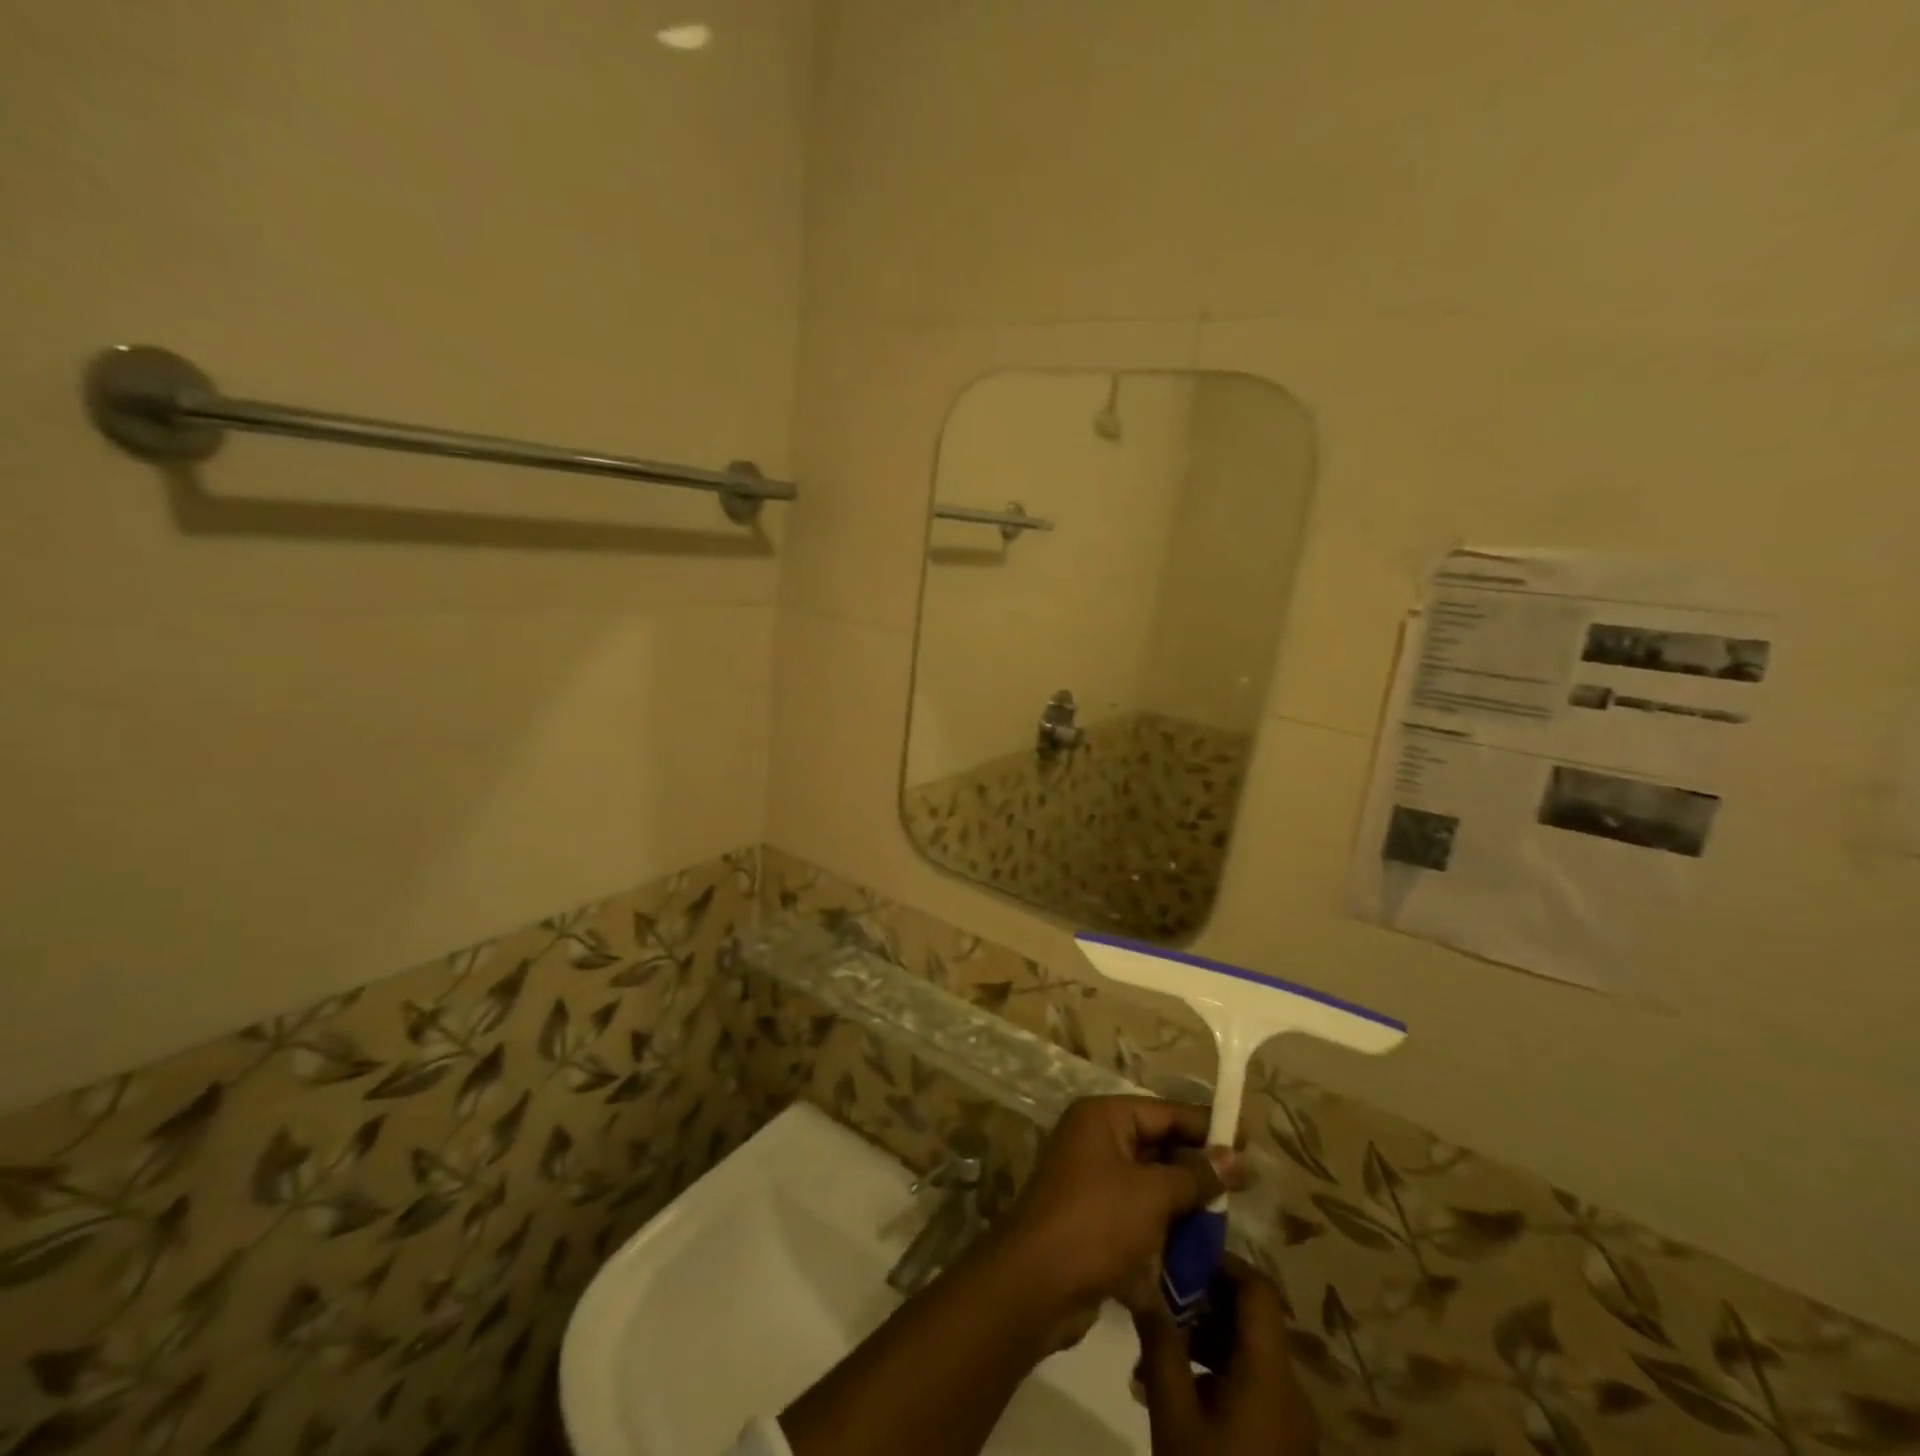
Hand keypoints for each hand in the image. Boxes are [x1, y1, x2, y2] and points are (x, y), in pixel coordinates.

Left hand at [988, 1096, 1241, 1320]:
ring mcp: (1090, 1181)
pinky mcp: (1092, 1220)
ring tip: (1225, 1219)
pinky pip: (1137, 1214)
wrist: (1035, 1283)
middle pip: (1156, 1146)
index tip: (1246, 1138)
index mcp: (1103, 1118)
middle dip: (1196, 1167)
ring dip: (1183, 1202)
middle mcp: (1094, 1140)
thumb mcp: (1152, 1194)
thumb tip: (1234, 1158)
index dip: (1205, 1125)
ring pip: (1149, 1183)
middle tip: (1244, 1184)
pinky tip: (1195, 1249)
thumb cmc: (1096, 1222)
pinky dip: (1163, 1228)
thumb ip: (1195, 1175)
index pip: (1163, 1112)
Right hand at [1134, 1256, 1318, 1455]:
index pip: (1258, 1291)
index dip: (1223, 1264)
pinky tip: (1174, 1391)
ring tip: (1155, 1350)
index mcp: (1269, 1375)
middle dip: (1204, 1302)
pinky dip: (1216, 1372)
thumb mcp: (1173, 1415)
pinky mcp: (1283, 1447)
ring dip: (1205, 1338)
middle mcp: (1289, 1390)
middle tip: (1159, 1301)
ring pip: (1249, 1353)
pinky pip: (1252, 1387)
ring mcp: (1291, 1423)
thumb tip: (1145, 1286)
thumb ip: (1160, 1344)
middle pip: (1253, 1320)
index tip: (1181, 1258)